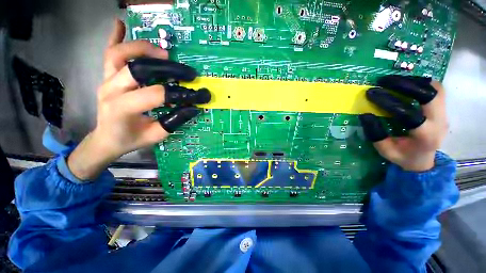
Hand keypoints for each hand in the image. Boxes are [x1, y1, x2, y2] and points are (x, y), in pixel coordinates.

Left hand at [67, 20, 209, 180]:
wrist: (106, 138)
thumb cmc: (131, 139)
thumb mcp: (156, 135)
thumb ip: (174, 121)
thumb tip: (193, 108)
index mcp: (122, 108)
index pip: (155, 94)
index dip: (178, 94)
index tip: (196, 95)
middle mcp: (110, 90)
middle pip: (138, 68)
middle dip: (167, 68)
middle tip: (186, 71)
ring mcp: (105, 79)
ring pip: (120, 54)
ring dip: (144, 48)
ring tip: (164, 52)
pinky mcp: (105, 76)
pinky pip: (109, 52)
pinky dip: (115, 36)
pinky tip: (120, 23)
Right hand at [359, 75, 446, 171]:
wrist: (424, 160)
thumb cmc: (403, 157)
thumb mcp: (385, 151)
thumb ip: (376, 135)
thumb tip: (365, 115)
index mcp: (425, 136)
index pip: (409, 114)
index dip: (389, 101)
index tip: (372, 93)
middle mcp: (439, 122)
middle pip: (430, 95)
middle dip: (406, 84)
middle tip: (384, 81)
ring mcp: (444, 114)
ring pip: (435, 89)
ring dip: (414, 81)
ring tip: (394, 81)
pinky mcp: (443, 109)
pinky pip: (436, 89)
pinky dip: (421, 83)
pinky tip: (406, 84)